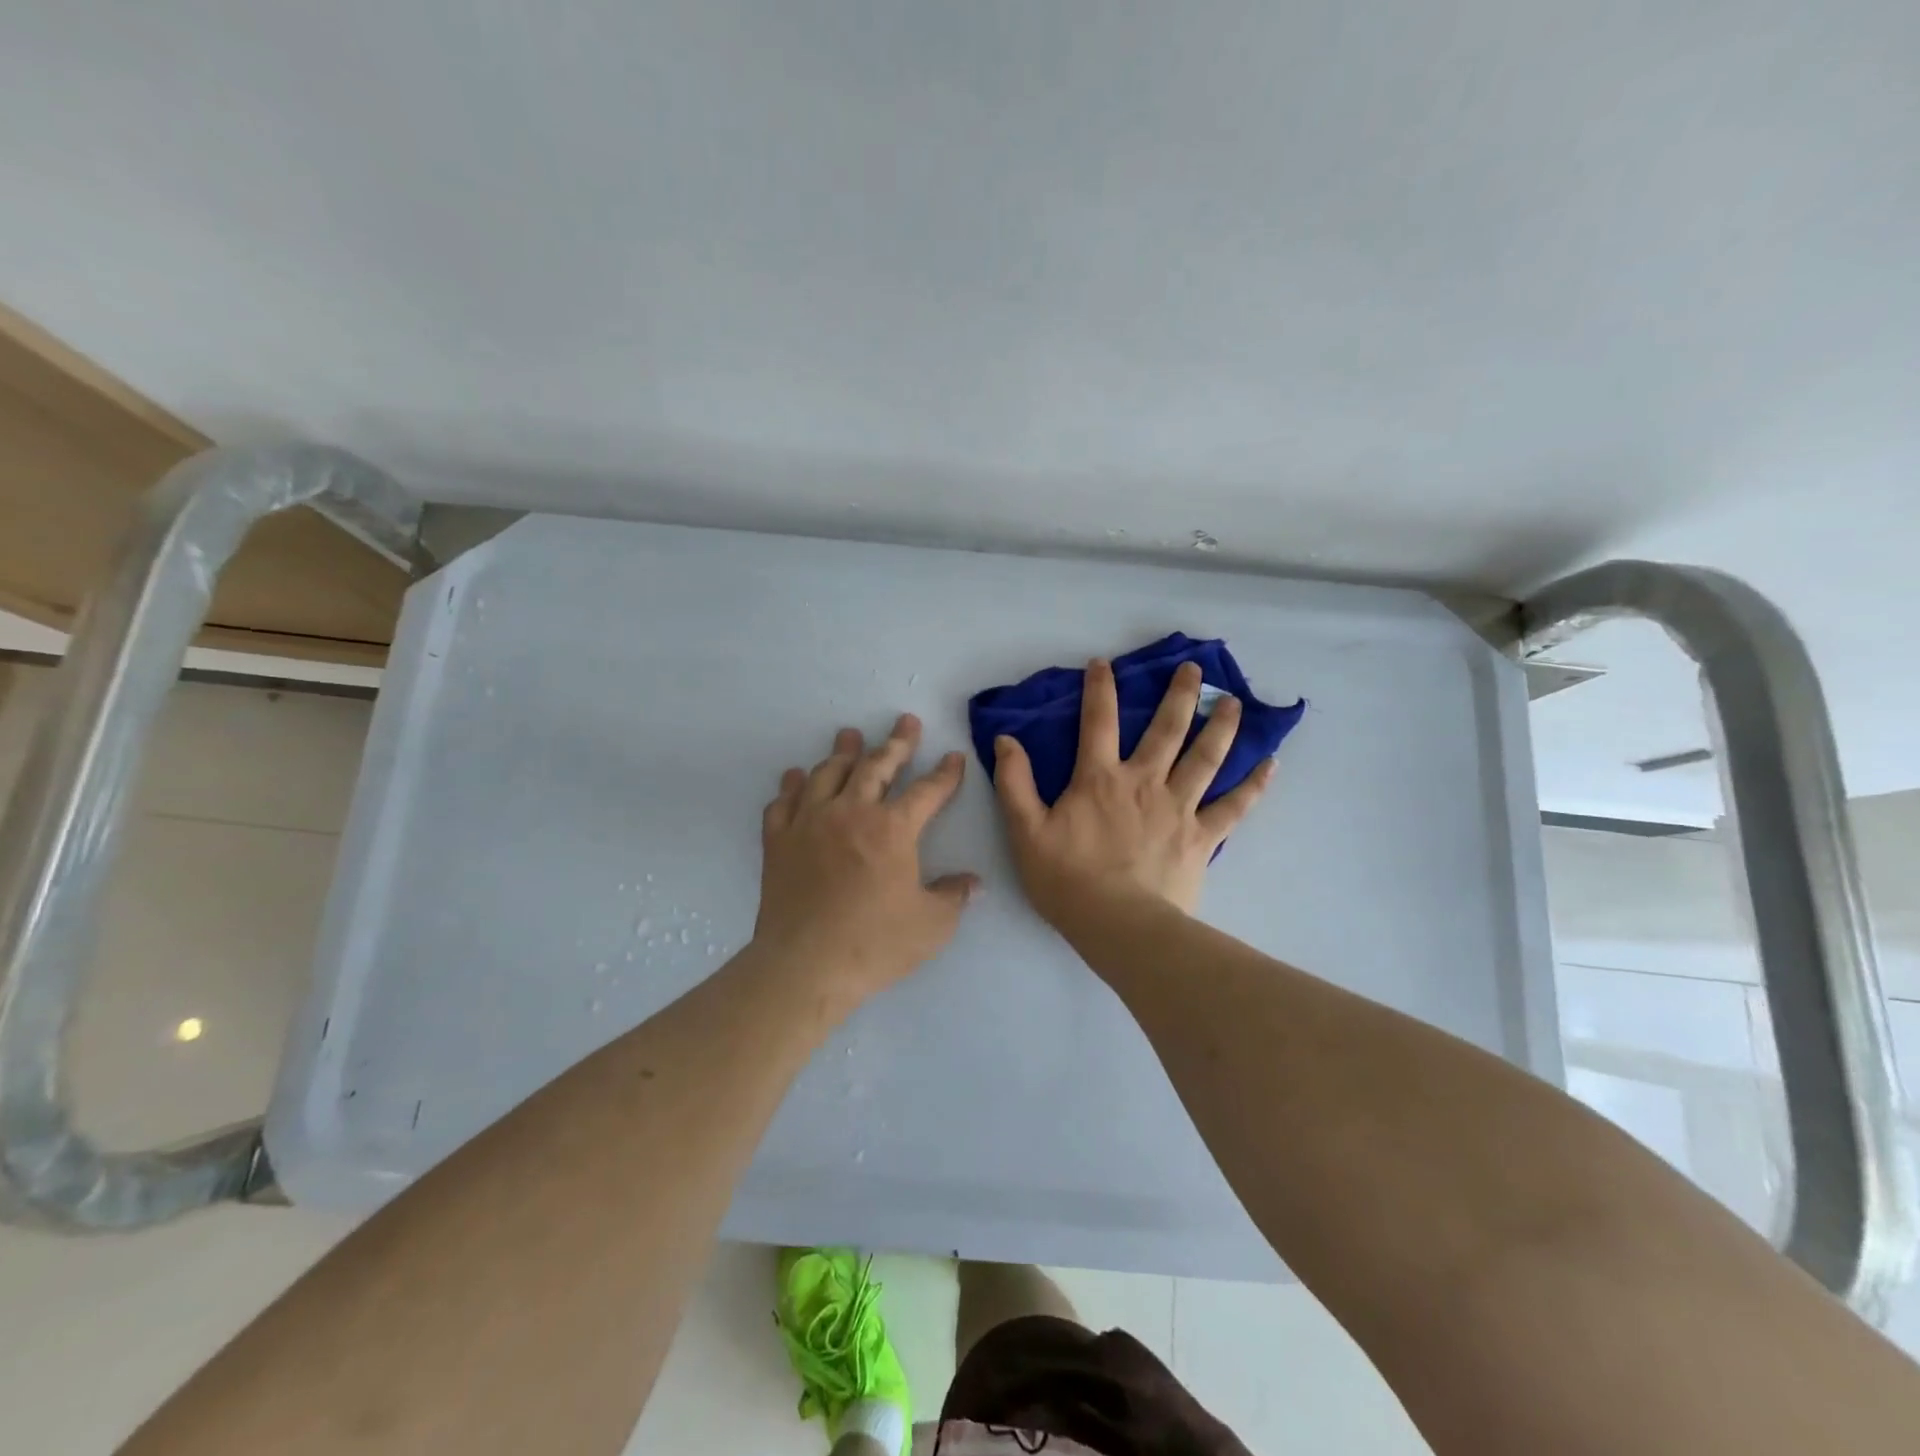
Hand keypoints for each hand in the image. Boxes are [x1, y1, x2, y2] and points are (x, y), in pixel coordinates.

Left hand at [755, 714, 979, 1009]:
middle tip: (906, 722)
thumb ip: (954, 897)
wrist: (805, 966)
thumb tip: (973, 883)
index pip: (927, 791)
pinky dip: (792, 785)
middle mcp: (851, 812)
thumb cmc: (874, 944)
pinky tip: (796, 778)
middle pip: (876, 766)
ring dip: (843, 752)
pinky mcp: (779, 840)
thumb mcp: (932, 925)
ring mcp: (810, 822)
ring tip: (850, 735)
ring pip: (828, 773)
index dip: (945, 773)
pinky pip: (784, 801)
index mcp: (893, 829)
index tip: (953, 757)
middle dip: (896, 742)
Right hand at [993, 659, 1274, 919]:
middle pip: (1167, 729)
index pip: (1098, 722)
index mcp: (1100, 778)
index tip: (1104, 663)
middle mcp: (1144, 782)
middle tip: (1194, 669)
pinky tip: (1270, 764)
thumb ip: (1015, 783)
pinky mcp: (1202, 837)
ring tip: (1234, 702)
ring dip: (1221, 726)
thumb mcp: (1026, 830)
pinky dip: (1253, 785)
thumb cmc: (1067, 879)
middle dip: (1180, 695)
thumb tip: (1005, 740)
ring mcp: (1179, 807)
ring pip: (1206, 758)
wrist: (1118, 925)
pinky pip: (1234, 807)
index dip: (1100, 688)